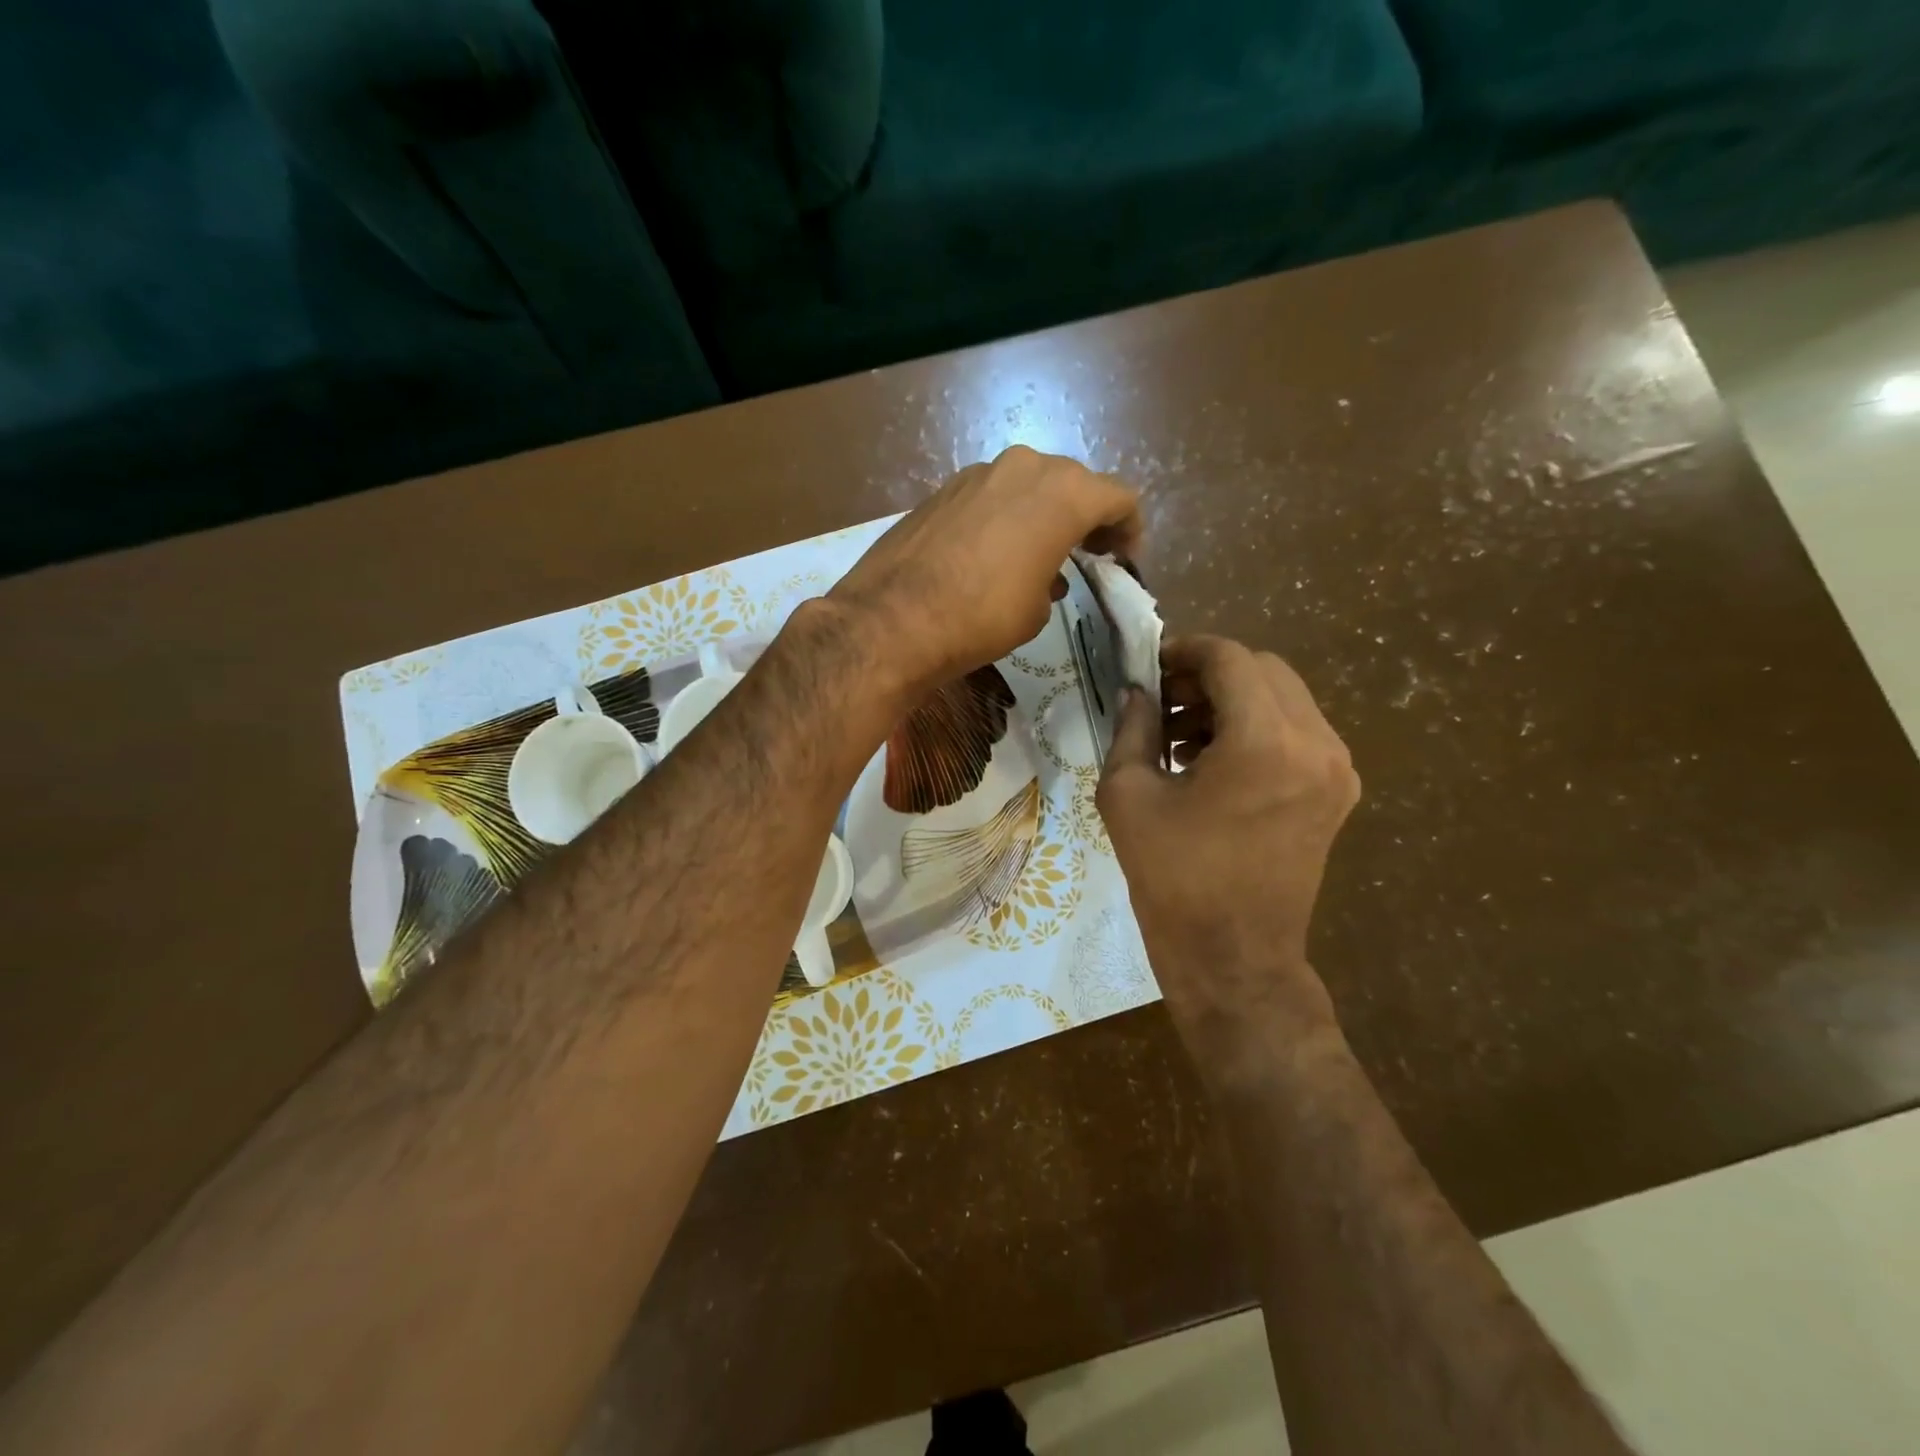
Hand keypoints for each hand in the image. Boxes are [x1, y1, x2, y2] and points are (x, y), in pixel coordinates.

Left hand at [829, 447, 1140, 695]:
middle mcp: (1024, 467)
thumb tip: (1045, 573)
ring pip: (1028, 485)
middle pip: (1072, 483)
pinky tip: (993, 554)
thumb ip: (1054, 579)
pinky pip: (990, 496)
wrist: (893, 619)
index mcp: (1062, 493)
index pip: (1118, 496)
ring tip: (1038, 556)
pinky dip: (1004, 517)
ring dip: (1041, 514)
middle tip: (1087, 554)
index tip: (1123, 556)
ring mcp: (977, 473)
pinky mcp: (942, 489)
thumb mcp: (1037, 609)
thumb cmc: (982, 617)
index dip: (1129, 527)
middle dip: (1085, 517)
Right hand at [1097, 635, 1360, 1042]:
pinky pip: (1298, 731)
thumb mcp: (1129, 794)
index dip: (1185, 650)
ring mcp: (1336, 768)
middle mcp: (1316, 743)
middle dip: (1209, 674)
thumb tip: (1138, 690)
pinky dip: (1256, 727)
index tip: (1150, 663)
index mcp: (1264, 741)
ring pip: (1284, 697)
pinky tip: (1213, 759)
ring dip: (1233, 700)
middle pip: (1264, 670)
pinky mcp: (1337, 792)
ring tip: (1182, 734)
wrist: (1233, 957)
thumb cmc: (1173, 877)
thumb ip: (1133, 727)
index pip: (1230, 659)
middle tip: (1163, 700)